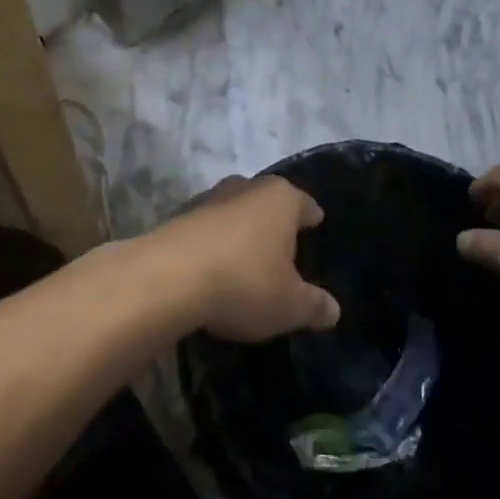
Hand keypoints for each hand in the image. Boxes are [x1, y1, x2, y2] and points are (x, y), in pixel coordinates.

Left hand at [146, 176, 339, 341]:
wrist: (167, 278)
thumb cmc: (243, 283)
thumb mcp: (290, 305)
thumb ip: (314, 305)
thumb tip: (333, 310)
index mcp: (281, 198)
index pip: (305, 204)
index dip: (312, 217)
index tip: (315, 225)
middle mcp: (245, 188)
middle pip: (267, 202)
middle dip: (274, 221)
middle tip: (282, 247)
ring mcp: (208, 199)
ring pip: (234, 212)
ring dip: (240, 231)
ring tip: (246, 259)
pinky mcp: (178, 217)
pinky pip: (207, 229)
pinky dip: (213, 244)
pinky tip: (213, 268)